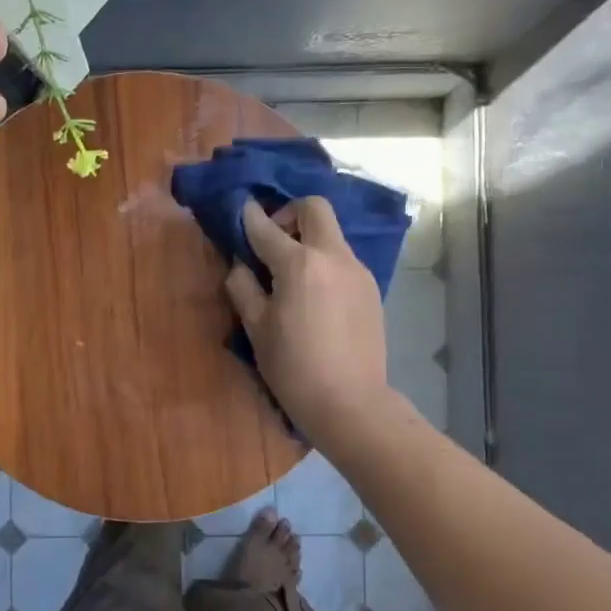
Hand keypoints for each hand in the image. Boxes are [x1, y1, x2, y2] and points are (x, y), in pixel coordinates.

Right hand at [225, 197, 391, 437]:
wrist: (351, 403)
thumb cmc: (294, 368)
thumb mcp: (256, 329)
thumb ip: (243, 287)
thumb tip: (241, 265)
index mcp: (299, 264)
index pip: (267, 228)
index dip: (249, 217)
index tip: (241, 211)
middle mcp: (333, 257)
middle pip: (314, 208)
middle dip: (289, 214)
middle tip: (273, 242)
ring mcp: (357, 271)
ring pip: (331, 234)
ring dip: (308, 239)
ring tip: (291, 275)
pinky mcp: (370, 288)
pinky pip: (342, 259)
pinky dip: (323, 262)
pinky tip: (314, 295)